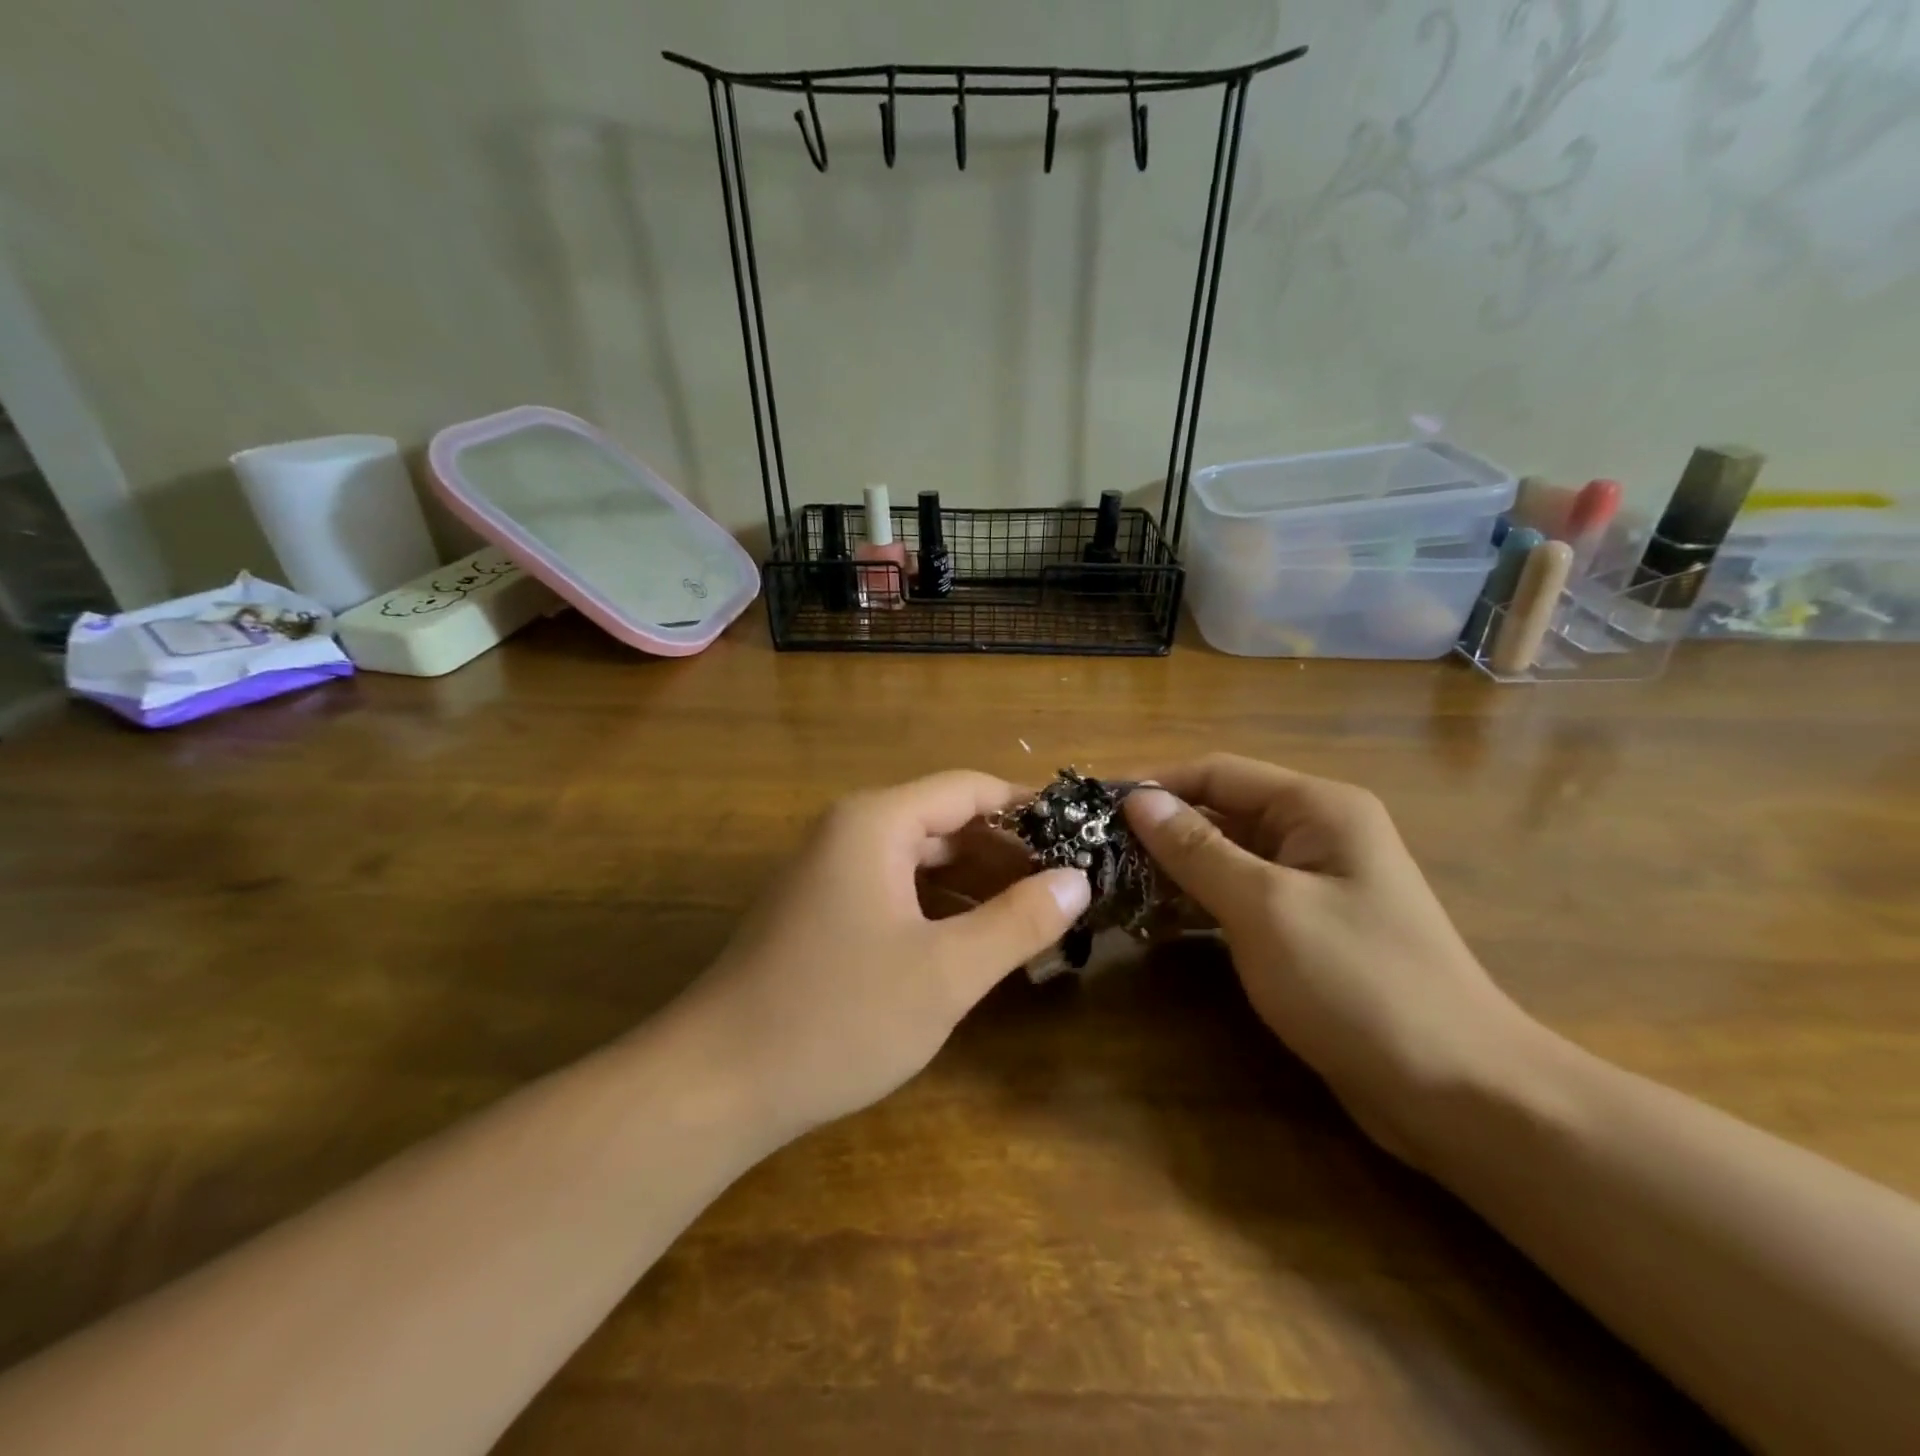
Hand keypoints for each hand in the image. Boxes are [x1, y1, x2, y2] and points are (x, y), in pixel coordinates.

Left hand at [676, 772, 1089, 1142]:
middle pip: (945, 824)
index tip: (1082, 836)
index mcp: (876, 823)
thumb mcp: (945, 973)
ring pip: (921, 862)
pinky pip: (895, 893)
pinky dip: (940, 910)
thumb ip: (1019, 921)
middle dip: (1007, 854)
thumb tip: (1078, 879)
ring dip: (977, 886)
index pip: (969, 790)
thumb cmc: (837, 1017)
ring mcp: (830, 874)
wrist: (715, 1084)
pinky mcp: (821, 913)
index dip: (1028, 809)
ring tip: (1036, 919)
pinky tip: (975, 945)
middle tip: (1068, 890)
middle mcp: (850, 833)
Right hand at [1124, 755, 1540, 1157]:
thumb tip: (1137, 800)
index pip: (1218, 773)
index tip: (1094, 808)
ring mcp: (1313, 882)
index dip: (1156, 786)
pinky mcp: (1307, 927)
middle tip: (1094, 854)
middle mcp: (1316, 833)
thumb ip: (1196, 850)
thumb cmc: (1358, 983)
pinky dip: (1199, 902)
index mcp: (1317, 808)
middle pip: (1221, 812)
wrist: (1457, 1092)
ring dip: (1174, 869)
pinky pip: (1240, 897)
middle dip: (1160, 830)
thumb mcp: (1264, 908)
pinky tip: (1155, 921)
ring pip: (1227, 857)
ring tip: (1111, 885)